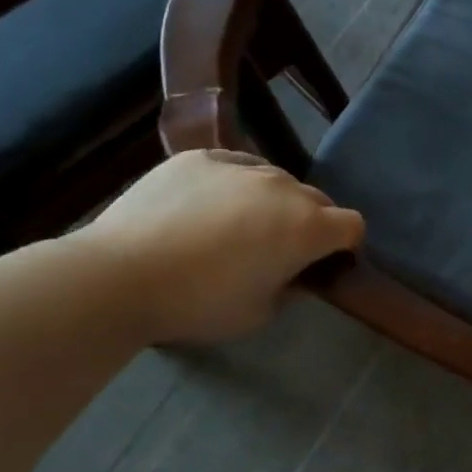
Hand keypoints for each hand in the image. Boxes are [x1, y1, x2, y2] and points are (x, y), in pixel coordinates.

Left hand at [78, 150, 363, 342]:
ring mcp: (241, 166)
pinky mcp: (199, 158)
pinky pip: (234, 166)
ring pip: (276, 180)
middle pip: (318, 199)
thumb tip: (295, 274)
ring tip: (238, 226)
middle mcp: (284, 188)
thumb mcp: (260, 314)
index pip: (353, 225)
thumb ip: (290, 288)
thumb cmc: (199, 303)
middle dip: (311, 222)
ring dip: (272, 201)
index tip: (326, 263)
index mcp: (307, 227)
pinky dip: (233, 184)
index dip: (346, 246)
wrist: (119, 276)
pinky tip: (206, 206)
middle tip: (280, 250)